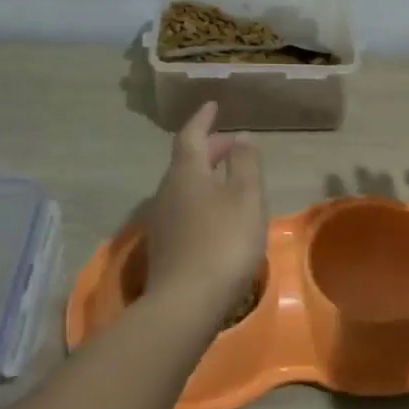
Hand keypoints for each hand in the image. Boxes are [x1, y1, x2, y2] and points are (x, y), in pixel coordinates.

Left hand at [142, 103, 268, 326]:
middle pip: (186, 161)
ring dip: (206, 175)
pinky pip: (184, 208)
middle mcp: (168, 191)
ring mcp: (163, 221)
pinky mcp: (165, 246)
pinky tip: (218, 214)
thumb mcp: (246, 198)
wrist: (185, 303)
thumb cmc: (224, 242)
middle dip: (209, 148)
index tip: (213, 105)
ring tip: (230, 177)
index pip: (192, 136)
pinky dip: (202, 198)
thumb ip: (245, 164)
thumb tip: (242, 137)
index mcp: (187, 173)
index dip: (203, 119)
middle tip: (231, 144)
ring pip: (185, 185)